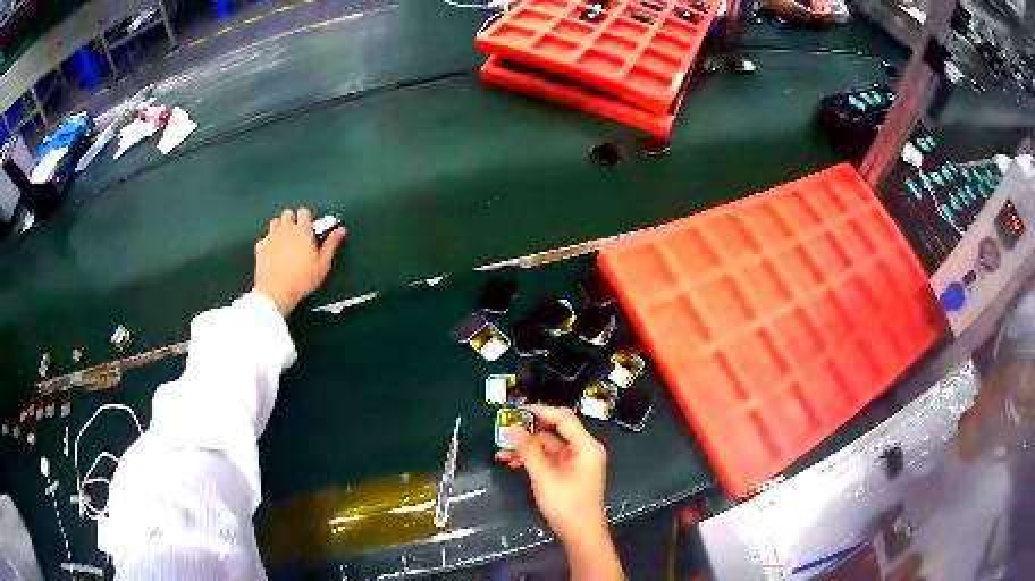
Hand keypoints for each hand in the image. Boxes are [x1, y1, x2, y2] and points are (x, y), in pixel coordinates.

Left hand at [254, 207, 345, 316]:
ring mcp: (271, 237)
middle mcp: (286, 229)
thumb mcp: (323, 265)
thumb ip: (331, 244)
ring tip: (284, 241)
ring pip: (275, 222)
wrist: (276, 292)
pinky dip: (269, 241)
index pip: (304, 212)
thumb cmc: (301, 280)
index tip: (308, 226)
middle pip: (288, 213)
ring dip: (279, 227)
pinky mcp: (260, 246)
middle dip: (292, 220)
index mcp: (303, 231)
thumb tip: (340, 231)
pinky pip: (265, 237)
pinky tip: (273, 253)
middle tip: (296, 234)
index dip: (306, 217)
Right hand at [495, 405, 608, 543]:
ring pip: (548, 446)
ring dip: (526, 448)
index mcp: (586, 446)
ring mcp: (576, 462)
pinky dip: (532, 460)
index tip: (518, 409)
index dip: (541, 411)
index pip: (563, 418)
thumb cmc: (567, 506)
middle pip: (554, 431)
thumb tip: (513, 428)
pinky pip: (548, 459)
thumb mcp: (544, 477)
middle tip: (506, 430)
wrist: (581, 535)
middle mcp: (583, 450)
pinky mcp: (568, 473)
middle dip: (529, 432)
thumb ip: (528, 451)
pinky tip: (513, 463)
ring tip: (502, 452)